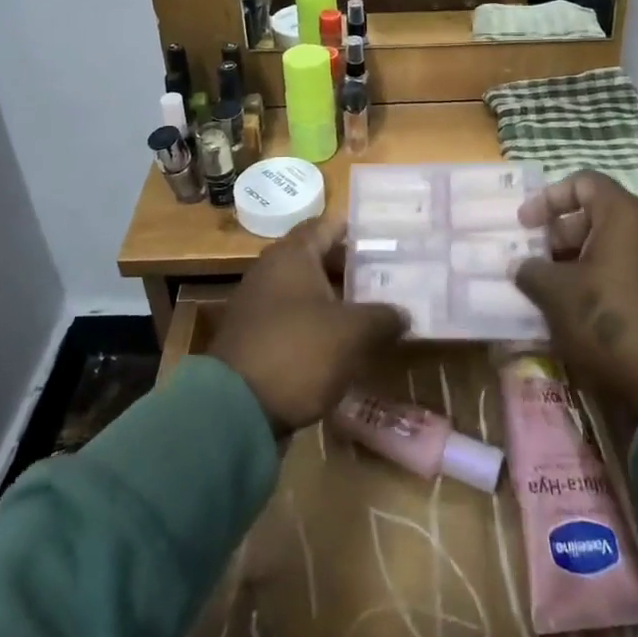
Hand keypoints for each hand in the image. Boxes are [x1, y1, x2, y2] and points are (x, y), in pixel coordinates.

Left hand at [209, 218, 409, 435]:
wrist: (234, 411)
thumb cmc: (298, 352)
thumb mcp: (352, 333)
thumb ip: (383, 317)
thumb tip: (403, 313)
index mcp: (292, 255)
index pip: (328, 225)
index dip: (357, 229)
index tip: (387, 235)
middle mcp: (271, 271)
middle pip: (318, 258)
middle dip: (352, 267)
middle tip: (389, 275)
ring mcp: (260, 305)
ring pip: (307, 291)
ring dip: (338, 299)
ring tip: (375, 310)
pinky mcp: (256, 338)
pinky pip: (296, 320)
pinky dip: (320, 325)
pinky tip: (346, 343)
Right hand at [514, 171, 637, 417]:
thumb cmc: (608, 323)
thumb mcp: (556, 294)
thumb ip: (531, 270)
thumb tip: (521, 266)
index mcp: (625, 217)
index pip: (584, 182)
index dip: (549, 198)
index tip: (525, 226)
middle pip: (598, 215)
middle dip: (560, 234)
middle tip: (534, 261)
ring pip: (613, 248)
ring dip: (578, 262)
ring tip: (551, 290)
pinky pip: (629, 275)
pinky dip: (601, 283)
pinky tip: (580, 313)